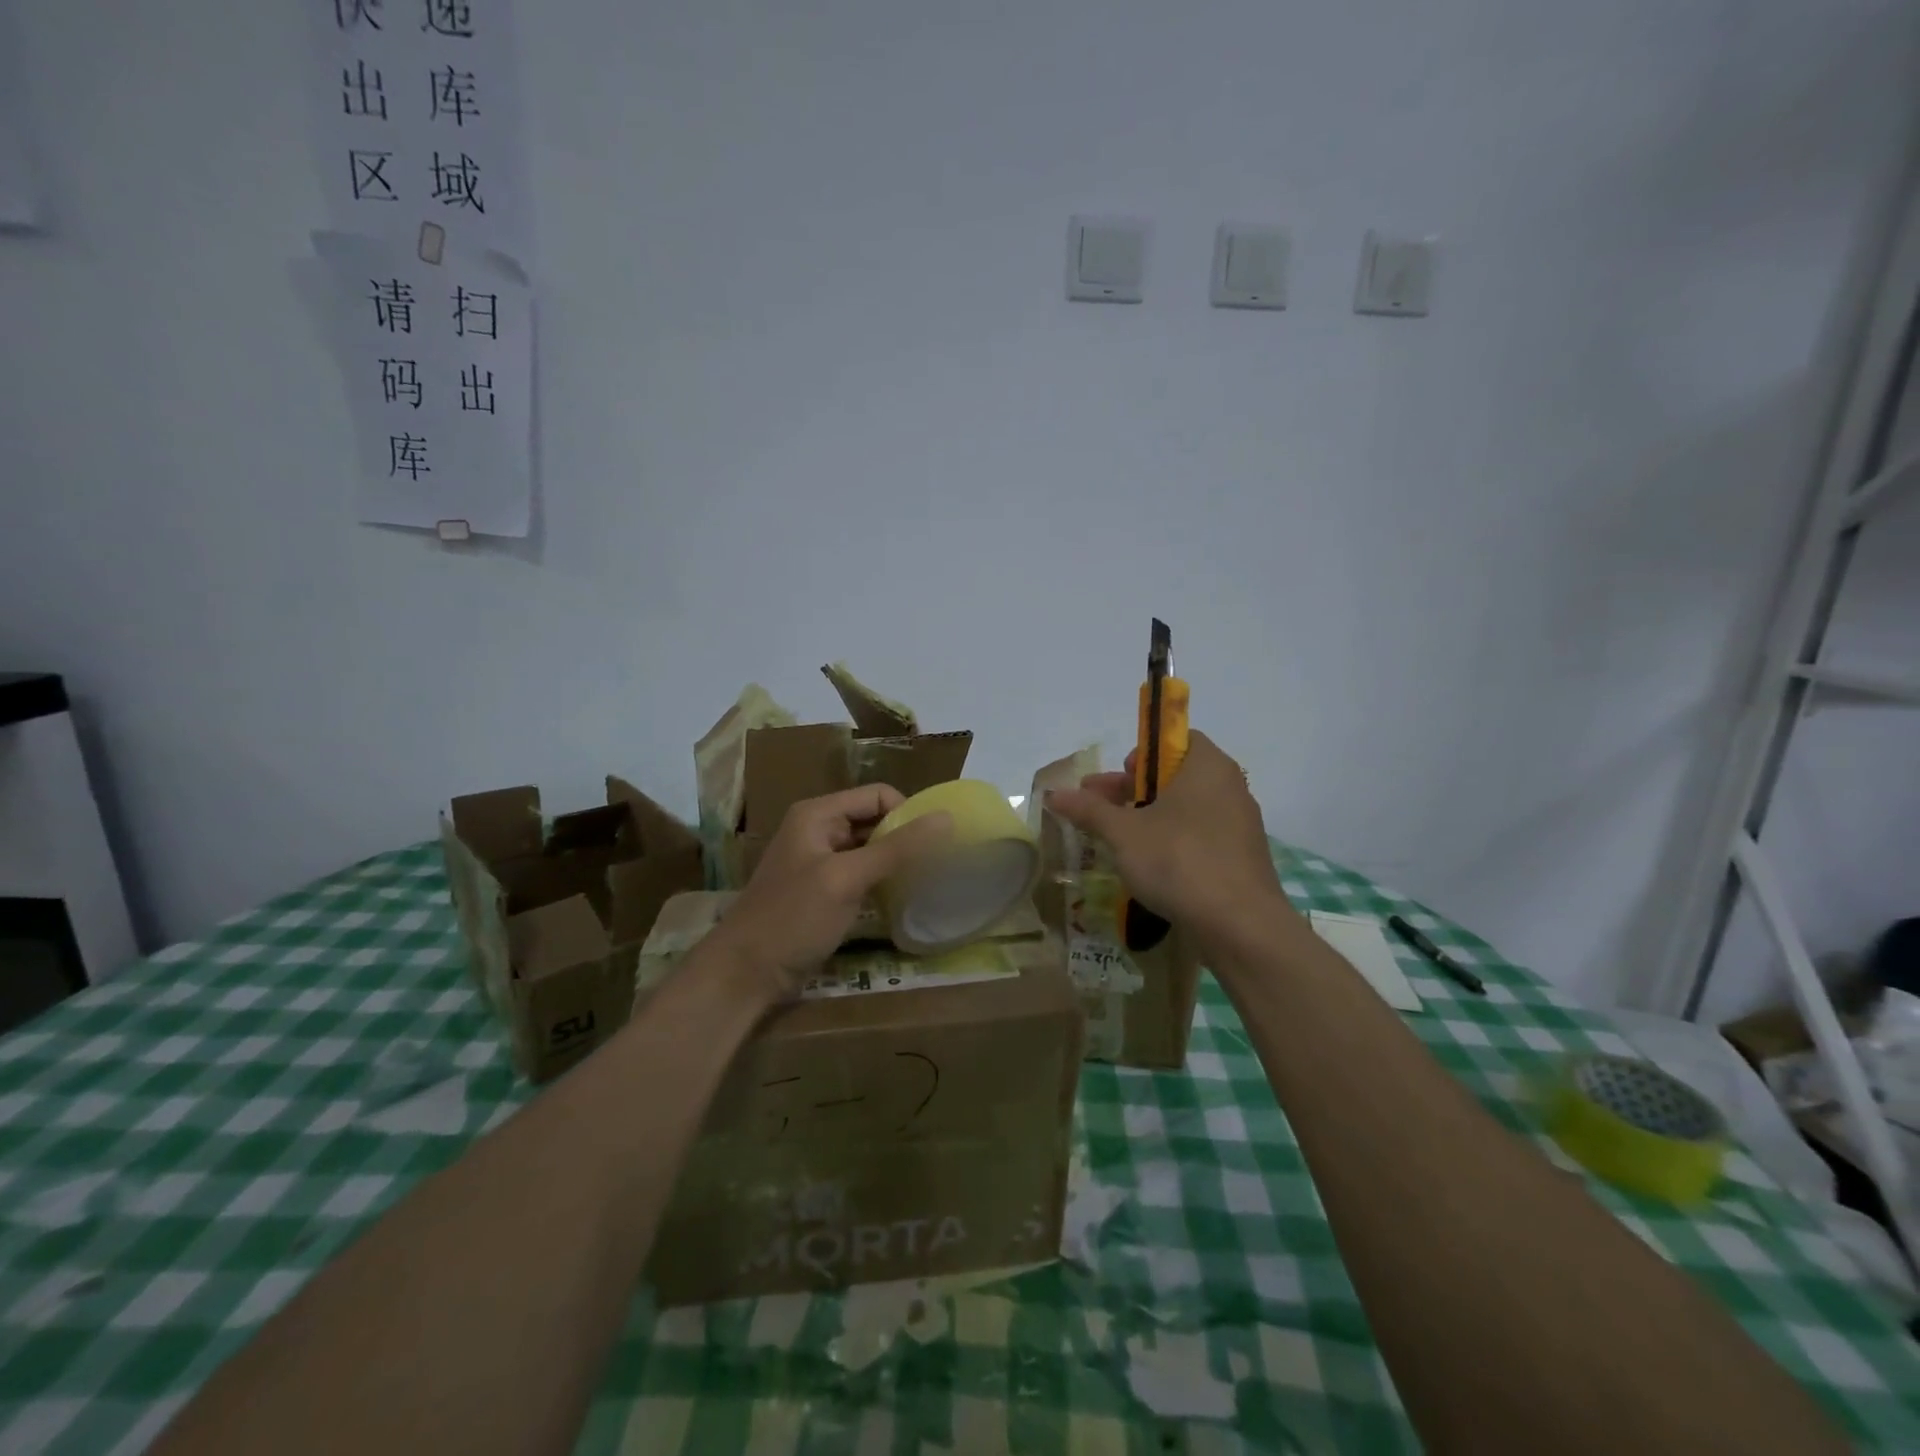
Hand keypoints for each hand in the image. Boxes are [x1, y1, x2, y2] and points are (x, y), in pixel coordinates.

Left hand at [706, 785, 951, 1002]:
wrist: (745, 974)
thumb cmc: (794, 918)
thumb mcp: (847, 878)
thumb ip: (897, 848)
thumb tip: (946, 818)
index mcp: (818, 814)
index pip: (878, 795)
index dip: (907, 813)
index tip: (934, 844)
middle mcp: (818, 829)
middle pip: (874, 820)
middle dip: (904, 837)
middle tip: (937, 864)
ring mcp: (819, 861)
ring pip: (869, 849)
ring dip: (895, 861)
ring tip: (925, 881)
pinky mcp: (822, 891)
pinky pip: (860, 874)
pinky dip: (881, 881)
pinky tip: (900, 898)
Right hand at [1043, 730, 1291, 944]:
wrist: (1239, 926)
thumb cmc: (1179, 860)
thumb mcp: (1124, 833)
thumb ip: (1089, 810)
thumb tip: (1053, 794)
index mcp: (1208, 767)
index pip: (1179, 740)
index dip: (1145, 753)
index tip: (1123, 776)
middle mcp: (1230, 788)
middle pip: (1177, 776)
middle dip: (1134, 789)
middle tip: (1098, 807)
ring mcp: (1239, 826)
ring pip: (1187, 810)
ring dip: (1150, 818)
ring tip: (1114, 839)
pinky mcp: (1240, 860)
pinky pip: (1201, 838)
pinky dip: (1172, 842)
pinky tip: (1146, 865)